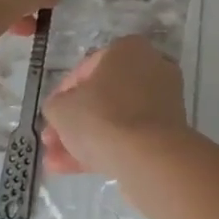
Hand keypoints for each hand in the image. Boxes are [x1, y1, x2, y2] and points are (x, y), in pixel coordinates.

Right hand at [41, 36, 189, 176]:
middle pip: (102, 96)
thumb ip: (56, 104)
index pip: (87, 68)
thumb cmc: (102, 117)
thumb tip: (61, 109)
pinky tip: (73, 169)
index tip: (51, 114)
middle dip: (73, 121)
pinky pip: (129, 137)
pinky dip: (103, 149)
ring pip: (114, 120)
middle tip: (52, 140)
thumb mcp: (62, 107)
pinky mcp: (167, 133)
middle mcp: (150, 68)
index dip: (63, 93)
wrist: (148, 158)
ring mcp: (162, 102)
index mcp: (128, 49)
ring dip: (84, 139)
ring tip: (56, 161)